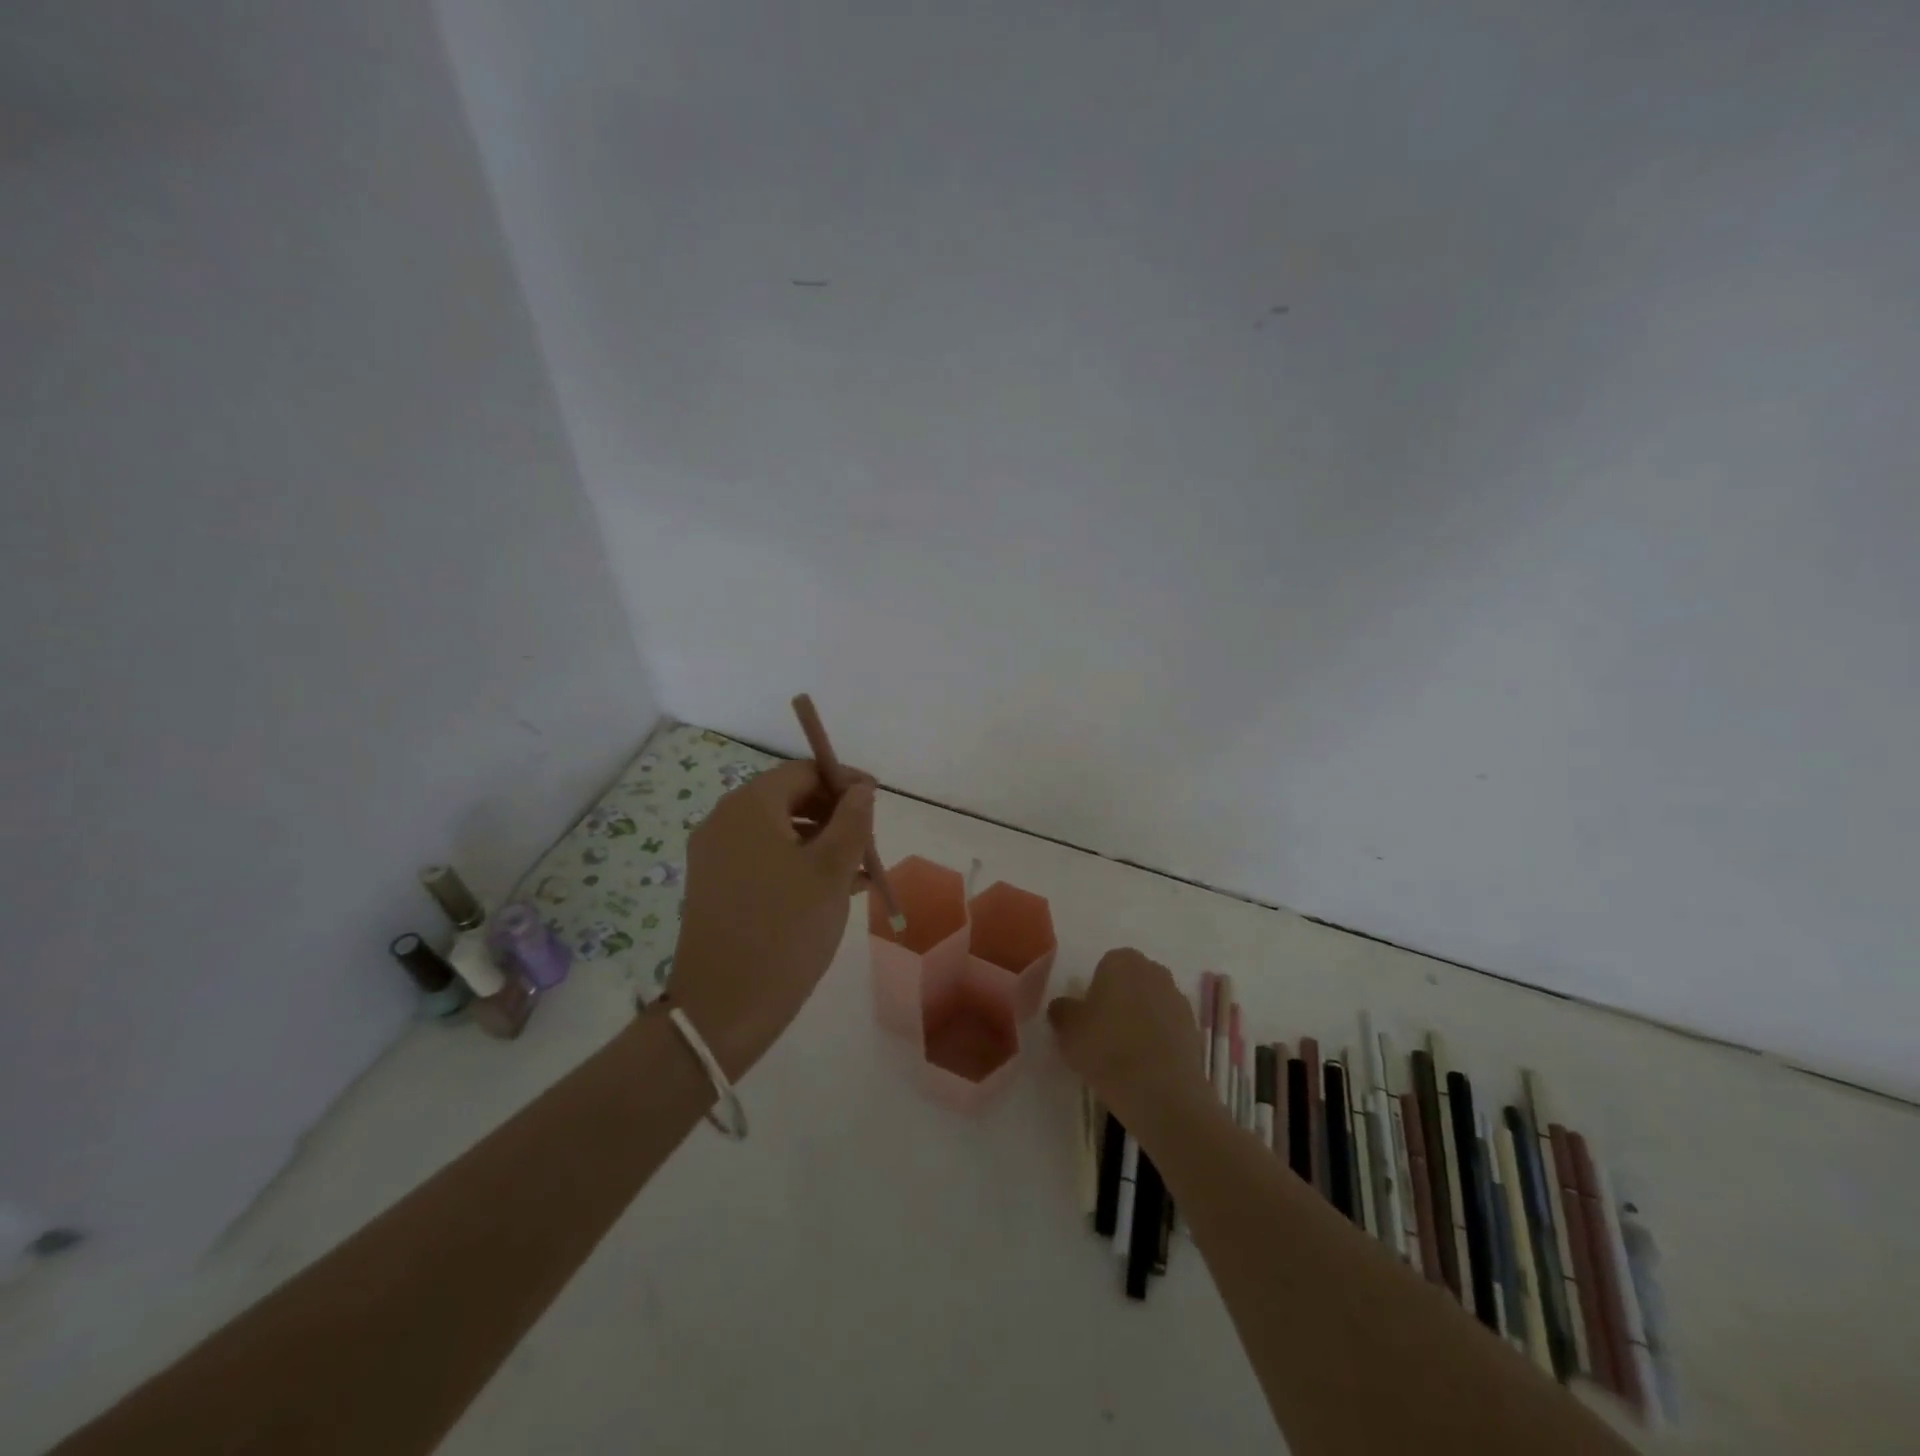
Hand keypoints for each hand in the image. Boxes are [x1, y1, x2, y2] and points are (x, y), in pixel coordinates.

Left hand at [664, 760, 874, 1078]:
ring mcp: (714, 855)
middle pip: (788, 798)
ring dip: (820, 841)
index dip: (843, 780)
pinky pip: (763, 858)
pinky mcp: (715, 886)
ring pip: (778, 831)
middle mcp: (724, 821)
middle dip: (833, 813)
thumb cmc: (785, 929)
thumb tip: (861, 789)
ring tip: (858, 871)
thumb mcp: (832, 870)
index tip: (877, 802)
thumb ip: (852, 820)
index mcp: (749, 807)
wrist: (723, 1009)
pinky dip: (797, 863)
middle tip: (868, 841)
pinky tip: (830, 890)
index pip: (802, 771)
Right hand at [1047, 948, 1211, 1126]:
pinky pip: (1168, 1028)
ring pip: (1151, 1005)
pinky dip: (1158, 1040)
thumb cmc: (1106, 1048)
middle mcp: (1154, 971)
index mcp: (1122, 961)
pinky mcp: (1194, 1029)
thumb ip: (1062, 1011)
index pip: (1105, 966)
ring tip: (1125, 1055)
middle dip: (1120, 1001)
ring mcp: (1178, 999)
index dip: (1094, 991)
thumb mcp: (1068, 1029)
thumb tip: (1063, 1006)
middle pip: (1131, 982)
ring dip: (1141, 1020)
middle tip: (1103, 1034)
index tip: (1088, 1018)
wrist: (1160, 1090)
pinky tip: (1146, 1066)